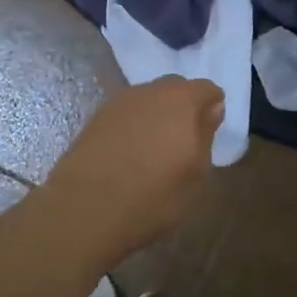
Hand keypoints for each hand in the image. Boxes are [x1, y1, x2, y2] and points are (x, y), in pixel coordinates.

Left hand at [46, 76, 223, 257]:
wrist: (84, 208)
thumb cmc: (152, 196)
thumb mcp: (195, 174)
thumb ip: (206, 134)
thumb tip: (212, 109)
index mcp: (181, 100)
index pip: (207, 89)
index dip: (212, 107)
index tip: (209, 131)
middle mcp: (151, 91)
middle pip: (176, 87)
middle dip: (184, 106)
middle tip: (184, 140)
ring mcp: (120, 101)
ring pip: (149, 98)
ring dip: (157, 114)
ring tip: (154, 148)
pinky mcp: (97, 116)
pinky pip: (127, 112)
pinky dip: (134, 124)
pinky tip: (130, 152)